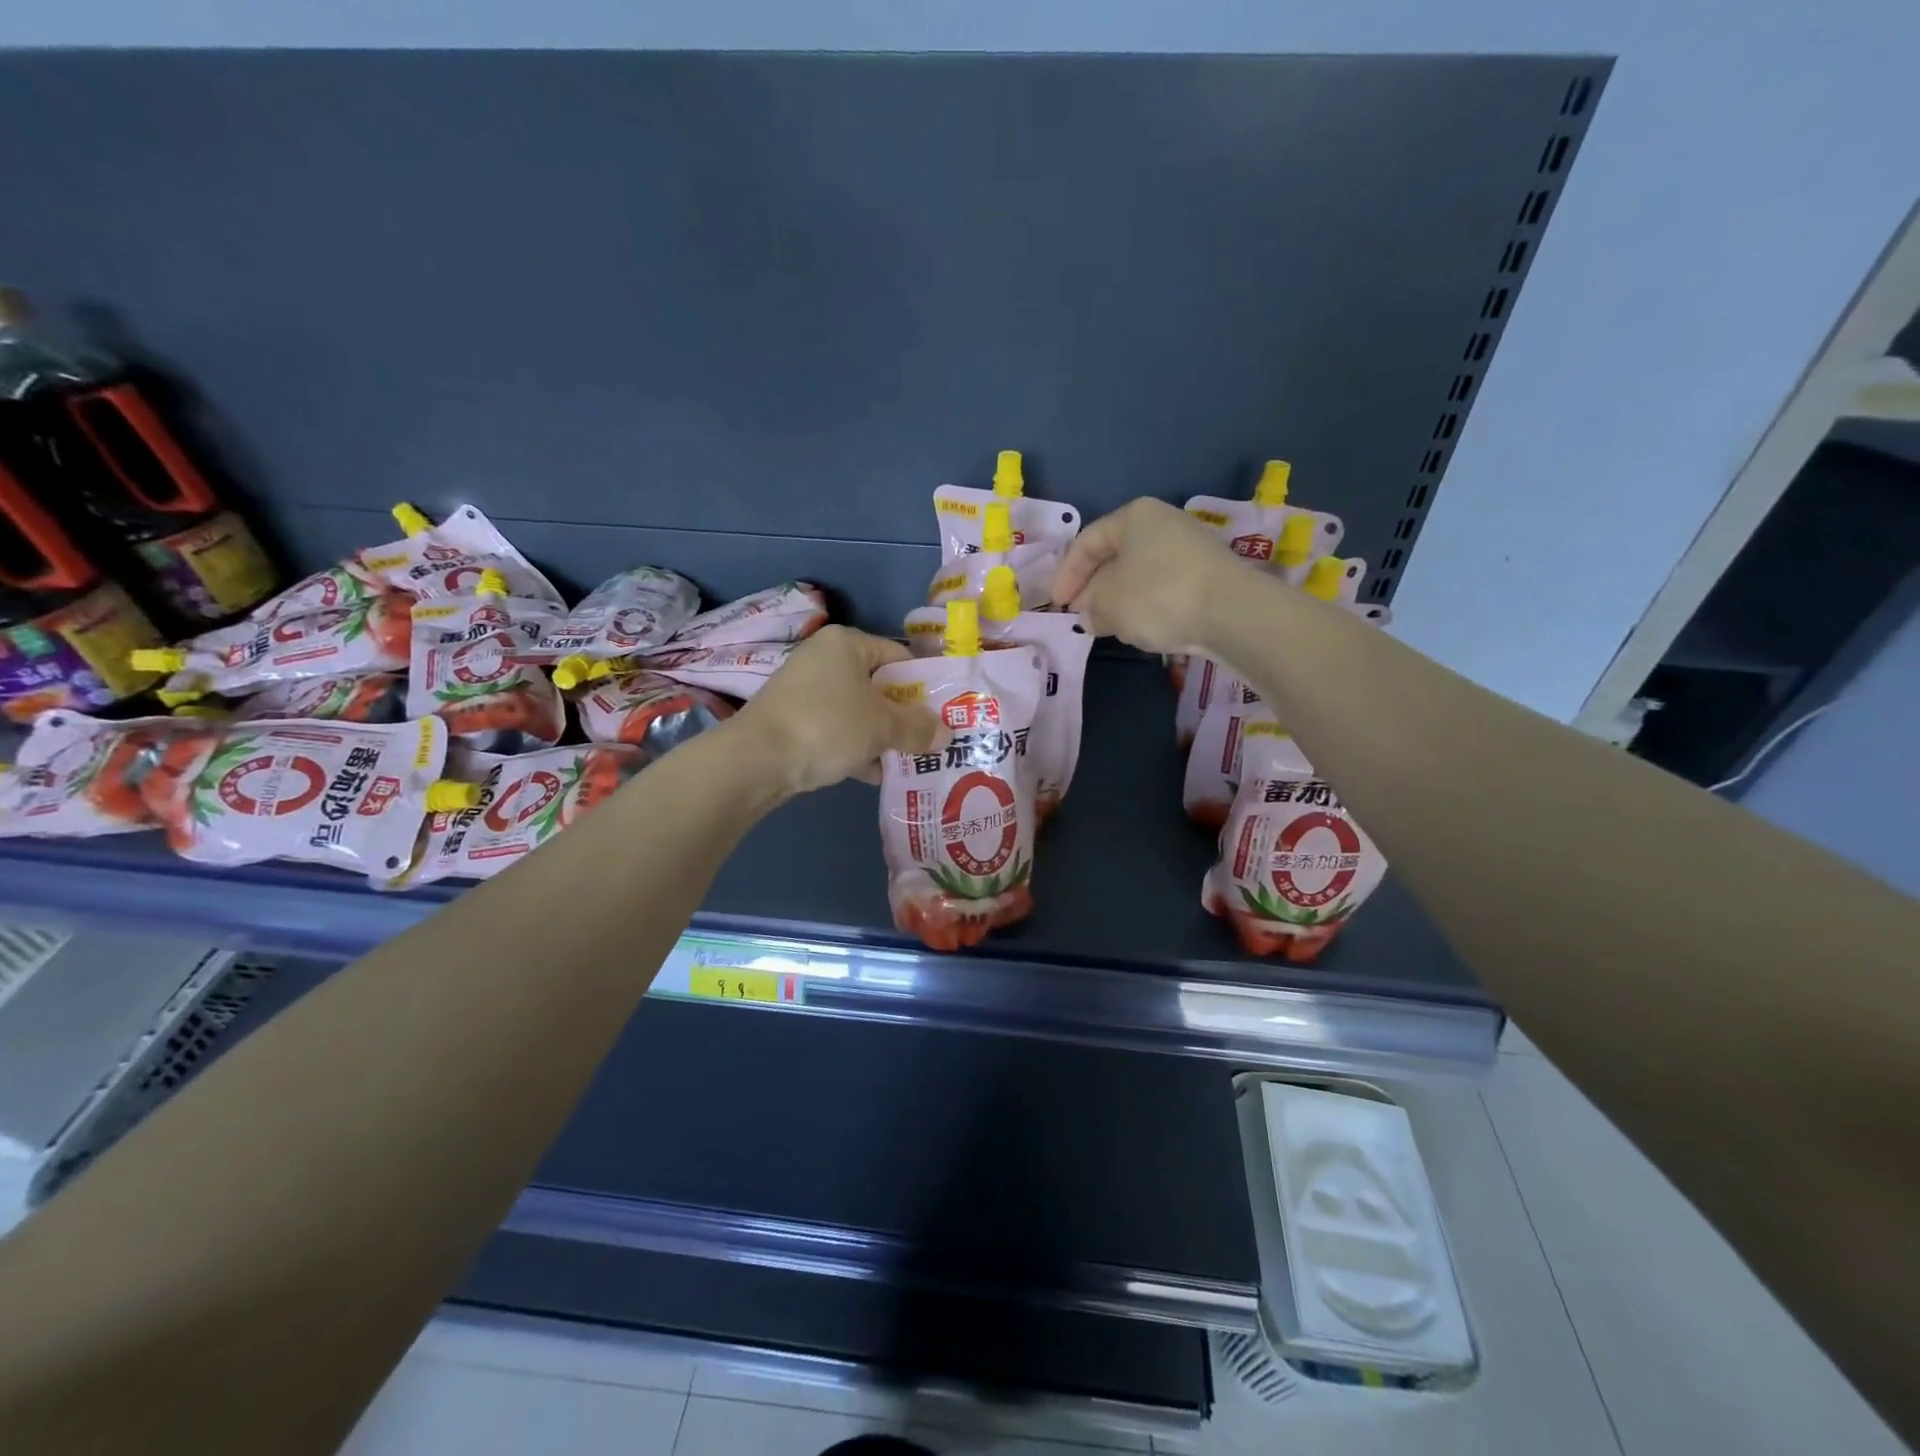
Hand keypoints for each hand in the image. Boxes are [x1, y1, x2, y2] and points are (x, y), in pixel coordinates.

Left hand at [730, 626, 949, 795]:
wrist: (756, 761)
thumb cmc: (827, 726)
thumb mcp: (882, 726)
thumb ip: (918, 728)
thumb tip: (946, 733)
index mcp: (847, 644)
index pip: (899, 656)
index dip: (925, 684)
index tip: (945, 712)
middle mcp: (825, 660)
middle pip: (879, 686)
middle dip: (905, 715)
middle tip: (932, 740)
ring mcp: (806, 692)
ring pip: (859, 712)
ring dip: (883, 736)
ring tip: (911, 761)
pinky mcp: (795, 722)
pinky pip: (837, 732)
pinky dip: (857, 749)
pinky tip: (877, 775)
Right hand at [1051, 498, 1241, 653]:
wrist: (1232, 612)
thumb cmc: (1157, 596)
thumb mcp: (1109, 604)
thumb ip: (1091, 607)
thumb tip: (1091, 615)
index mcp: (1134, 516)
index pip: (1087, 542)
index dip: (1066, 575)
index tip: (1057, 605)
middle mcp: (1163, 523)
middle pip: (1115, 556)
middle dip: (1094, 588)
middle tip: (1081, 615)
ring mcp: (1189, 547)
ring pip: (1140, 573)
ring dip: (1119, 599)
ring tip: (1108, 625)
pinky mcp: (1207, 574)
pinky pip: (1164, 587)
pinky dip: (1146, 605)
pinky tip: (1141, 627)